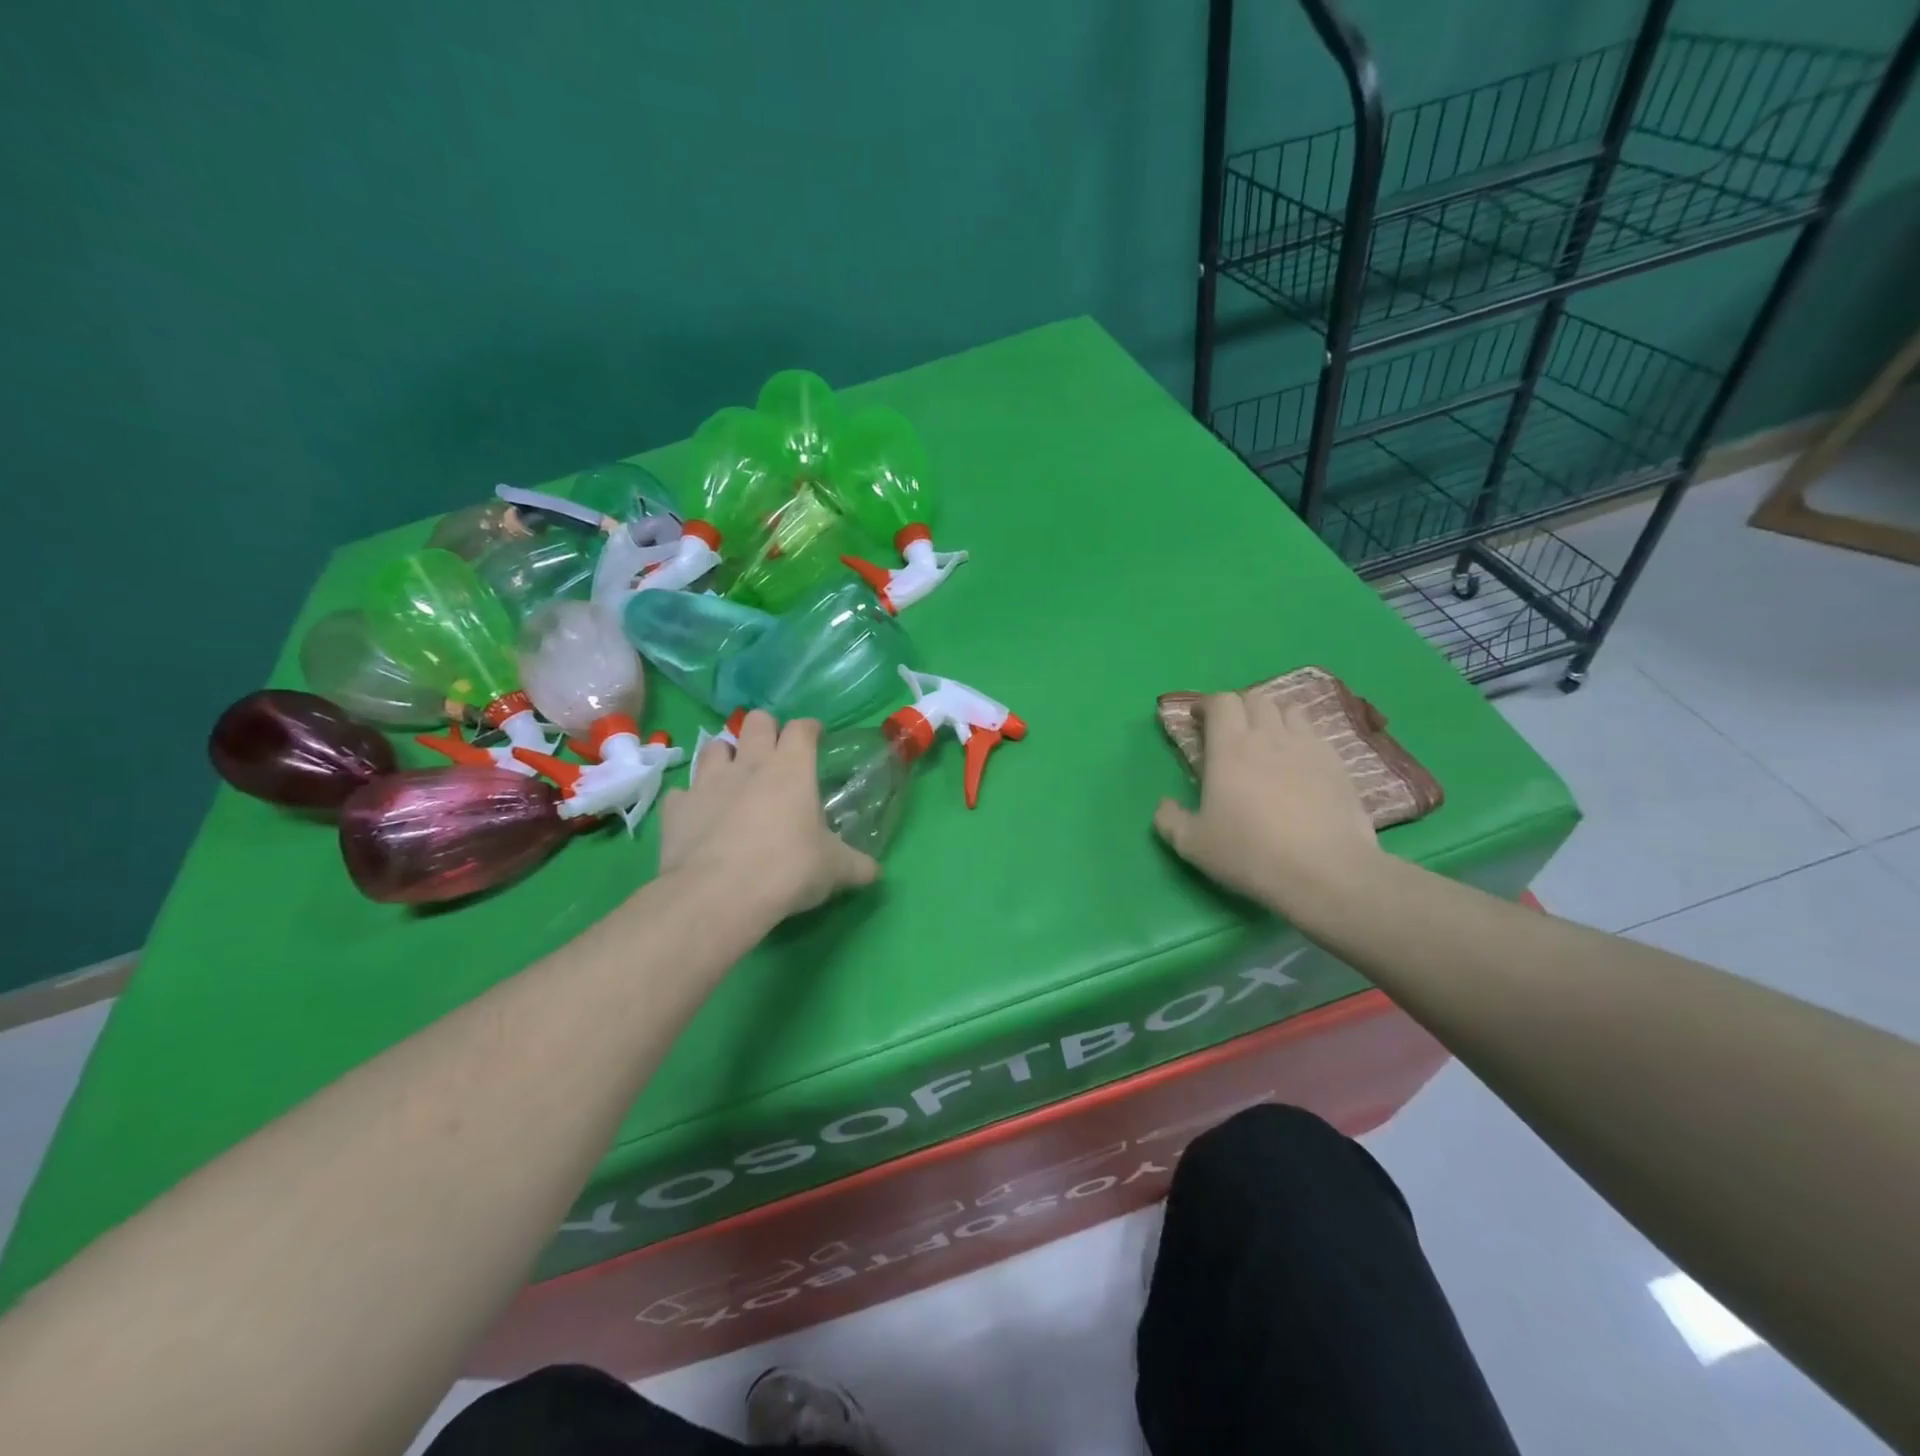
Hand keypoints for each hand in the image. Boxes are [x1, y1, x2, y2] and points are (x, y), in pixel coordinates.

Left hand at [659, 711, 878, 923]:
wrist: (718, 895)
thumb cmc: (787, 870)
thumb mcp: (834, 870)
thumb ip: (857, 865)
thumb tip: (876, 871)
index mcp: (791, 768)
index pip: (802, 728)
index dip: (810, 728)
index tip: (816, 738)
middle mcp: (749, 764)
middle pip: (755, 721)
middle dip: (766, 729)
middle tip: (774, 752)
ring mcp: (707, 783)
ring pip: (714, 747)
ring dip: (726, 756)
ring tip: (735, 777)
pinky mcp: (677, 808)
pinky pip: (683, 792)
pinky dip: (692, 800)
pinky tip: (700, 815)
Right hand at [1153, 691, 1381, 916]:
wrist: (1325, 872)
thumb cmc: (1250, 853)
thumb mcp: (1192, 845)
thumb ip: (1170, 820)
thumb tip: (1164, 804)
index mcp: (1229, 748)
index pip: (1221, 702)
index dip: (1207, 705)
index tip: (1198, 720)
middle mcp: (1269, 736)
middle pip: (1255, 698)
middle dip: (1239, 707)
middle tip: (1230, 732)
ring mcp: (1308, 747)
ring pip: (1289, 710)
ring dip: (1273, 717)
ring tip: (1267, 741)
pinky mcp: (1338, 764)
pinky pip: (1316, 735)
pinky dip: (1301, 738)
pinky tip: (1298, 765)